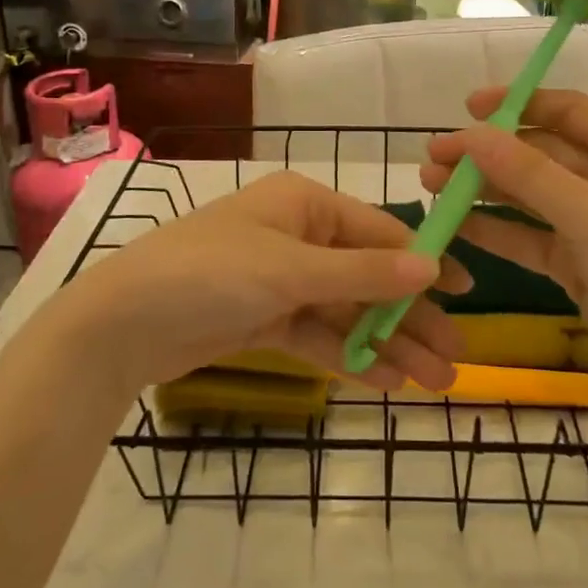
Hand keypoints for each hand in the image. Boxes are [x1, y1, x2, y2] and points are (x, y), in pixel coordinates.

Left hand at [39, 171, 466, 395]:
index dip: (424, 262)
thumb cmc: (210, 274)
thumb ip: (362, 272)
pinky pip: (318, 334)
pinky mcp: (263, 318)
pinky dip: (350, 355)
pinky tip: (387, 382)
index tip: (467, 293)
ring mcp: (280, 280)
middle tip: (455, 359)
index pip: (379, 232)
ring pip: (347, 311)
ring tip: (433, 382)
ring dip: (387, 344)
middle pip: (367, 276)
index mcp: (304, 205)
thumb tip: (433, 265)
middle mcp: (297, 236)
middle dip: (409, 317)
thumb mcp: (291, 270)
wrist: (120, 325)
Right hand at [419, 88, 587, 377]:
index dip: (519, 104)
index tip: (468, 107)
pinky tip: (457, 225)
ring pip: (532, 198)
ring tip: (432, 186)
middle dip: (489, 153)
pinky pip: (532, 239)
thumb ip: (531, 175)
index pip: (570, 113)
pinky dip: (498, 232)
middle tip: (434, 156)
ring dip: (486, 190)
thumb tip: (473, 133)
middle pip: (542, 154)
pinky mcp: (582, 269)